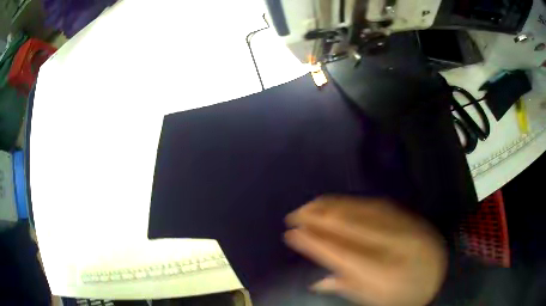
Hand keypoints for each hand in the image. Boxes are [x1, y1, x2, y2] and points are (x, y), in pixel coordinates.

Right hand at [284, 196, 446, 305]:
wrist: (443, 274)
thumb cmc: (406, 294)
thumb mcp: (375, 300)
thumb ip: (345, 287)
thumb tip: (315, 280)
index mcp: (382, 271)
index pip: (339, 252)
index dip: (313, 241)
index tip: (291, 233)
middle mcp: (392, 243)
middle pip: (348, 224)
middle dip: (317, 216)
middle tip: (294, 214)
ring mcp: (401, 225)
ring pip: (360, 209)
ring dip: (331, 205)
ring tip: (310, 205)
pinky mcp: (406, 215)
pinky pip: (374, 204)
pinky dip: (350, 202)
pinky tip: (337, 203)